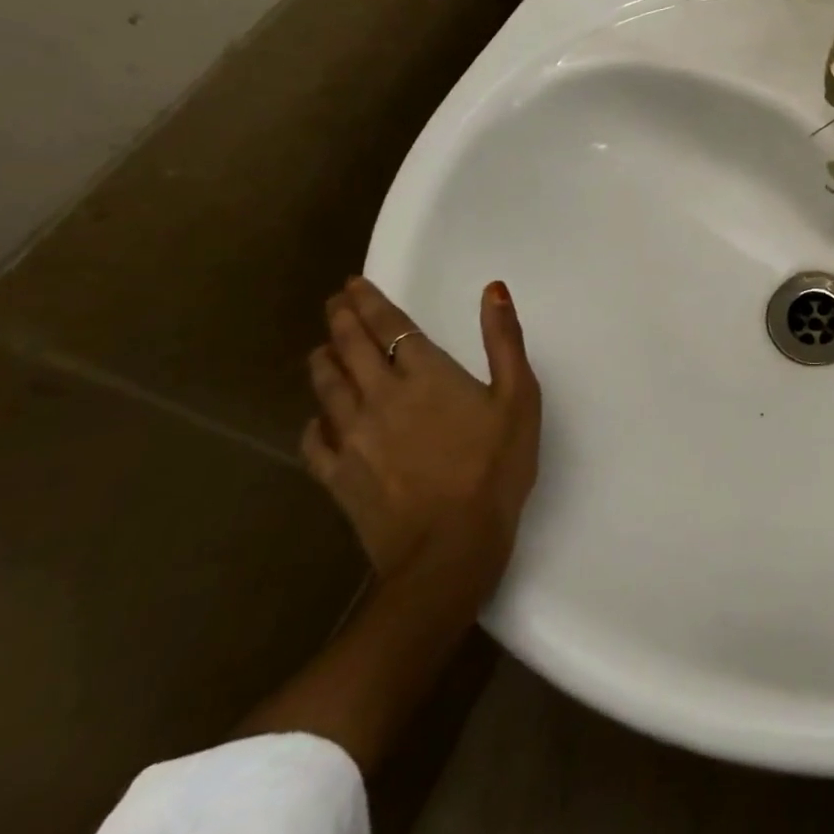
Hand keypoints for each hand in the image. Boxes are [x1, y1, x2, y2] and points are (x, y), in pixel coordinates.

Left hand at [302, 277, 540, 599]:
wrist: (449, 550)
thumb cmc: (494, 467)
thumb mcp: (519, 398)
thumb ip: (505, 341)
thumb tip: (493, 290)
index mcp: (425, 374)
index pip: (389, 326)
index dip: (369, 302)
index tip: (353, 284)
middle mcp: (380, 396)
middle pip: (351, 348)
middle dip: (341, 320)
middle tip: (334, 302)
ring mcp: (353, 437)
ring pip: (328, 387)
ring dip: (323, 360)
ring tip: (321, 346)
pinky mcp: (338, 475)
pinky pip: (315, 439)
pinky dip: (314, 420)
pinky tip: (318, 417)